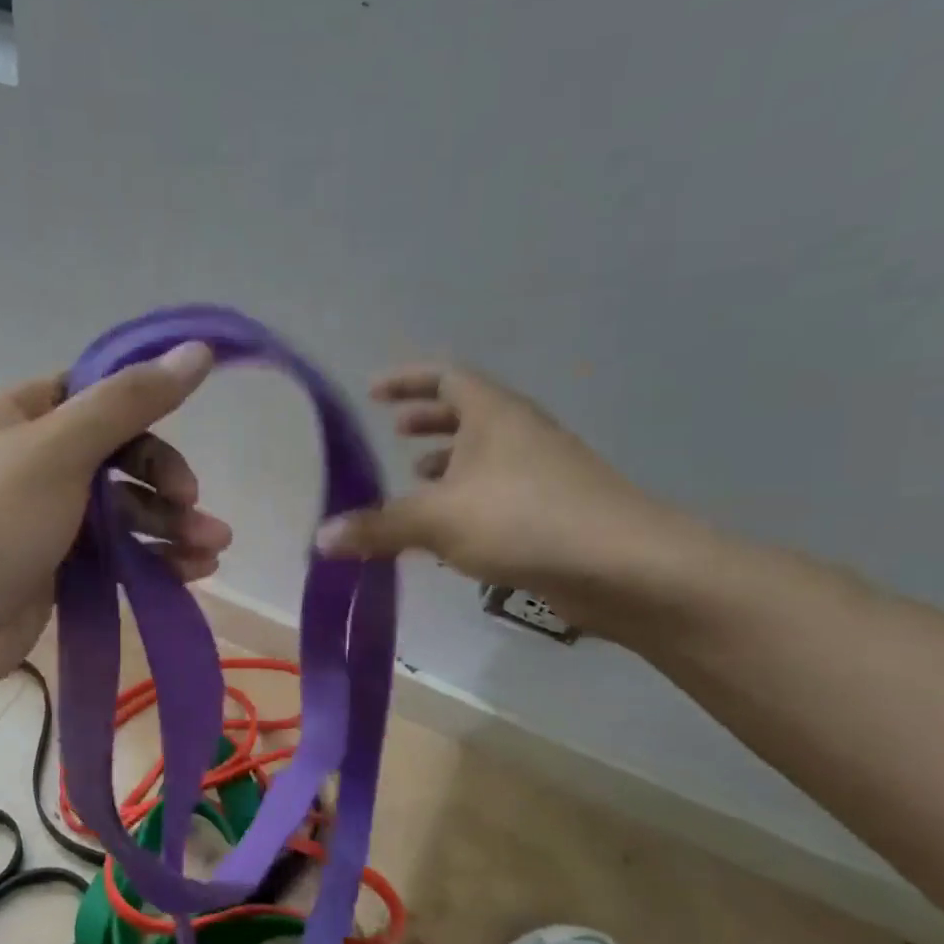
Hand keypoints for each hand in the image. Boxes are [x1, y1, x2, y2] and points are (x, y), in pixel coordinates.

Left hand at [0, 342, 229, 702]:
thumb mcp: (58, 450)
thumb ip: (128, 402)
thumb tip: (198, 350)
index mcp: (22, 416)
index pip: (97, 394)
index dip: (144, 406)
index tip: (187, 424)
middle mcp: (35, 463)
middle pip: (119, 457)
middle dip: (165, 480)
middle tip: (193, 505)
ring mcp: (47, 521)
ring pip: (124, 512)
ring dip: (171, 525)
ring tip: (212, 548)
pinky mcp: (57, 572)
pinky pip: (117, 557)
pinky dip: (154, 561)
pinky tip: (193, 573)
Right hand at [315, 364, 686, 627]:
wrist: (623, 566)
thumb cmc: (524, 520)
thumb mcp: (437, 520)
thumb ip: (377, 526)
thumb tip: (320, 539)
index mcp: (494, 415)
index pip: (446, 377)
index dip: (407, 380)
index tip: (374, 392)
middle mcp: (519, 434)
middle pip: (468, 413)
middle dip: (428, 420)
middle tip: (394, 431)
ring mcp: (540, 473)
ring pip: (484, 456)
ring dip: (447, 463)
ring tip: (413, 479)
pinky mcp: (551, 512)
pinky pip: (496, 494)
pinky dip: (465, 501)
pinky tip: (446, 532)